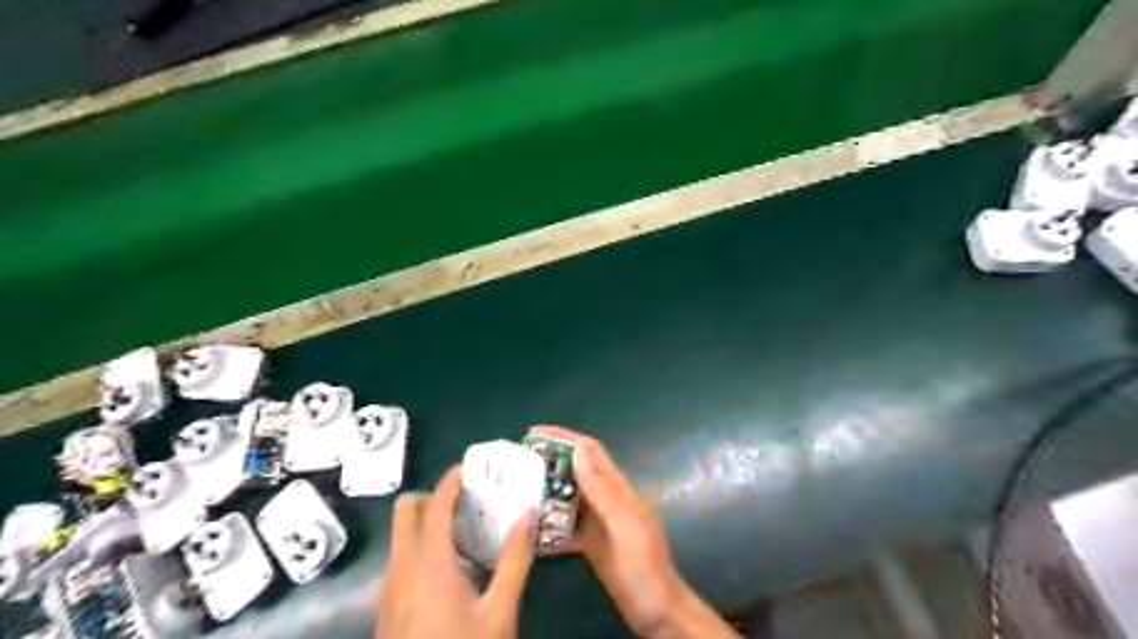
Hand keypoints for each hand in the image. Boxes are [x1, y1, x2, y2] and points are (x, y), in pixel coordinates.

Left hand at [373, 465, 533, 638]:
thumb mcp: (500, 611)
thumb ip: (515, 558)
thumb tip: (528, 513)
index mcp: (429, 564)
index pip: (434, 504)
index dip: (451, 479)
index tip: (472, 467)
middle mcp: (401, 569)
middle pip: (405, 511)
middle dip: (432, 496)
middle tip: (467, 500)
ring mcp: (388, 589)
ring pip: (400, 535)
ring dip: (426, 521)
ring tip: (465, 529)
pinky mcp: (387, 607)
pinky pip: (400, 559)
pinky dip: (421, 546)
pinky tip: (451, 567)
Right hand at [529, 425, 742, 638]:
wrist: (658, 610)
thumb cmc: (643, 565)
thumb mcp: (623, 525)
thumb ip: (601, 490)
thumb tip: (577, 450)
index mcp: (617, 488)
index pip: (590, 451)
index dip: (564, 436)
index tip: (533, 433)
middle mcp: (606, 499)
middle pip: (576, 469)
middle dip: (549, 459)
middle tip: (516, 460)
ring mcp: (598, 521)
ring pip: (568, 495)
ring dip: (545, 488)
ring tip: (515, 486)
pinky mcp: (590, 542)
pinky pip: (565, 523)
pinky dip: (548, 520)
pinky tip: (528, 525)